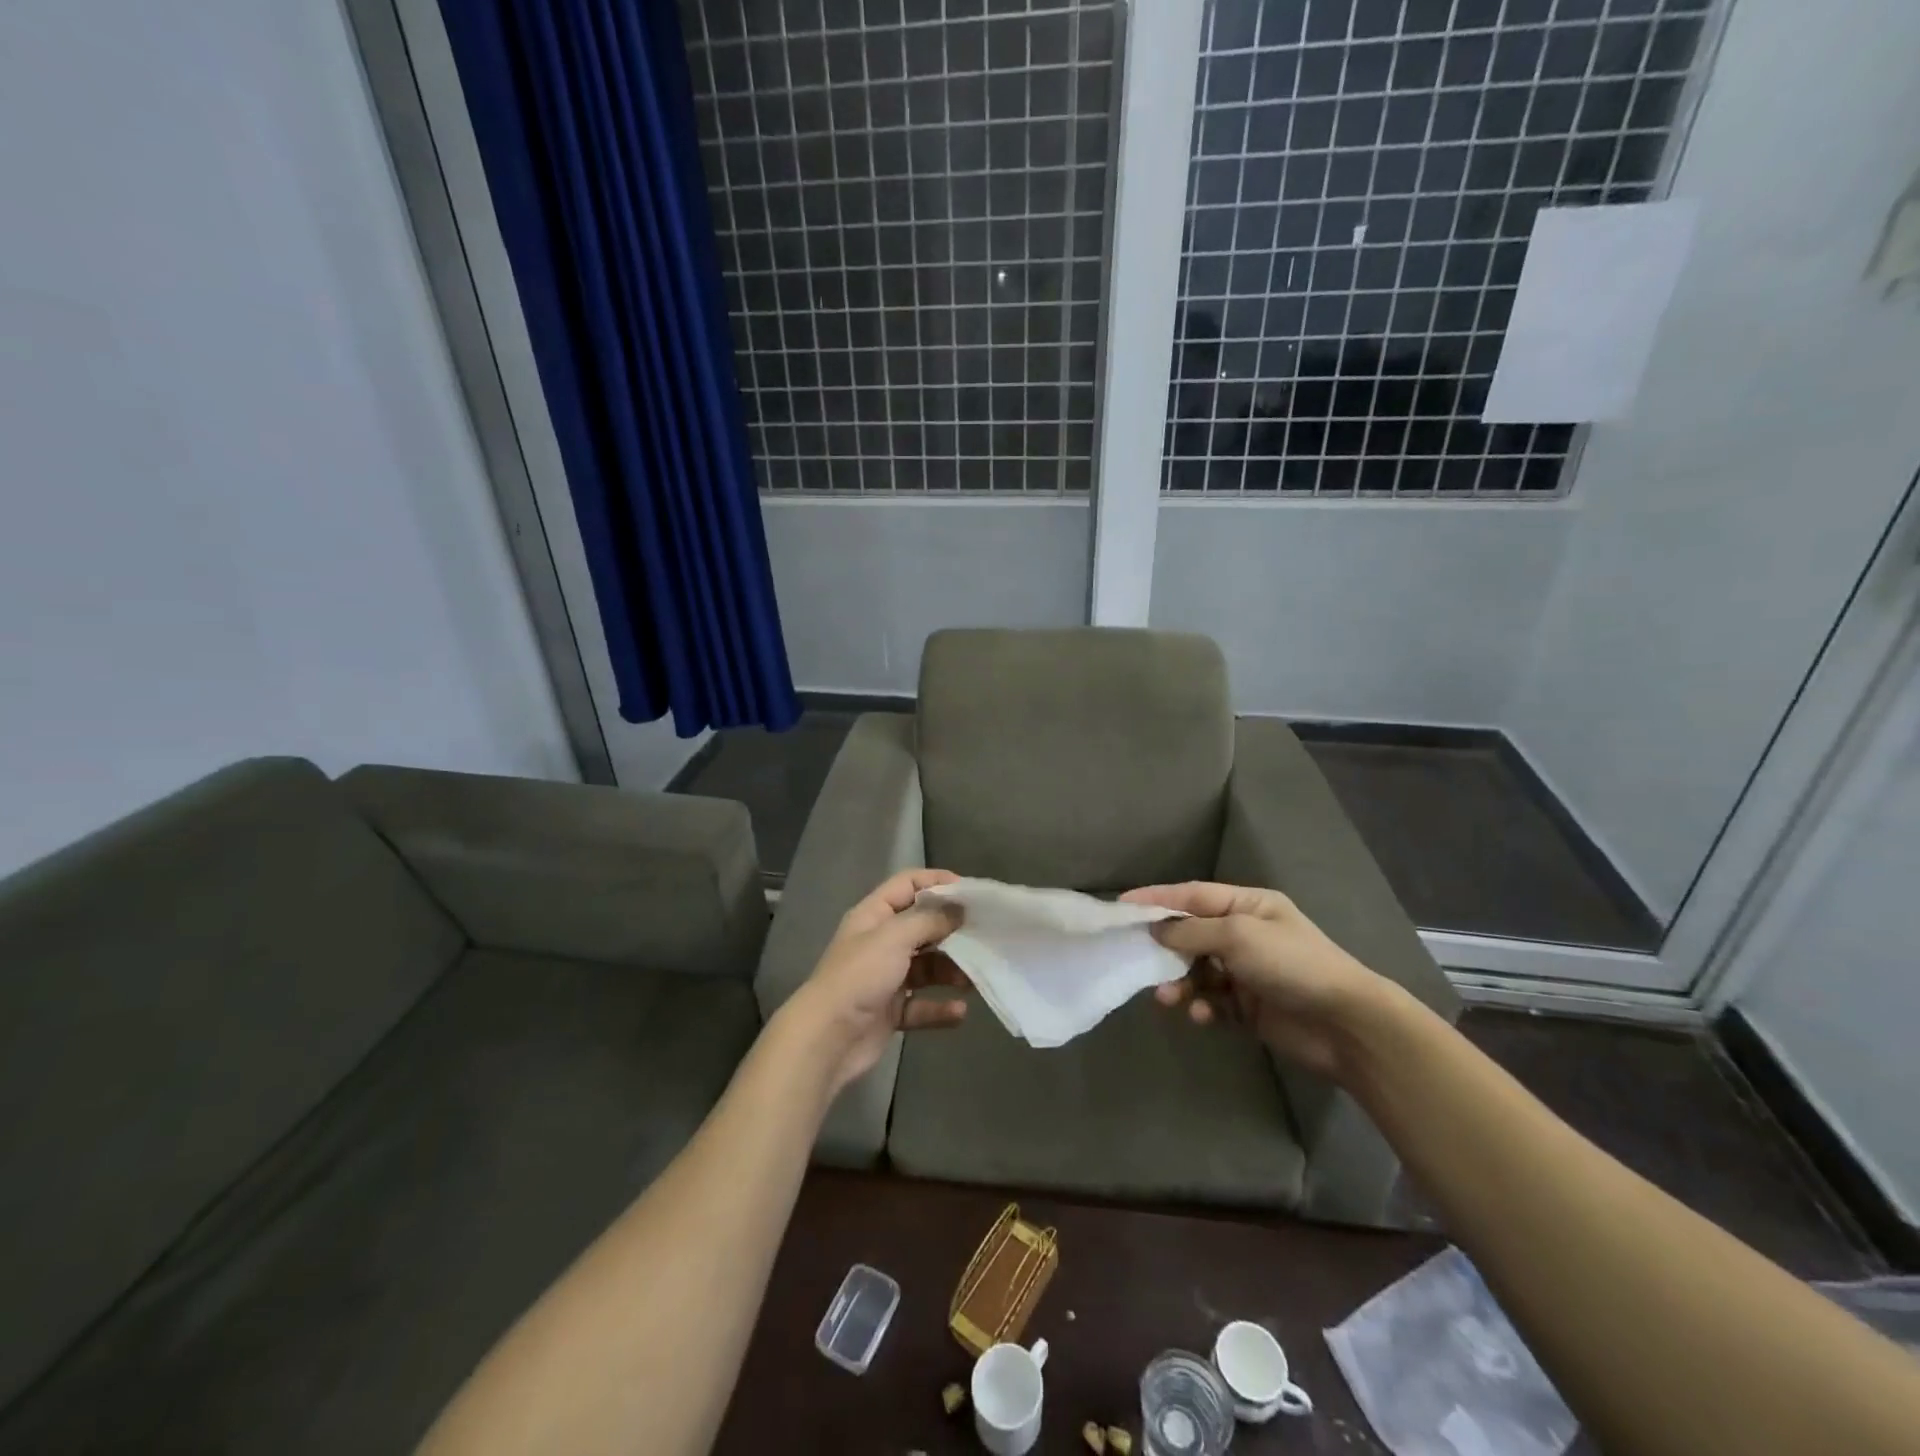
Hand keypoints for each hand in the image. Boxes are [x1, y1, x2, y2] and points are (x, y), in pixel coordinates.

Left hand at [786, 869, 968, 1092]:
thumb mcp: (895, 937)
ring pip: (926, 967)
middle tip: (982, 935)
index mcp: (873, 916)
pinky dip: (940, 1008)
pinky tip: (959, 1012)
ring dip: (950, 971)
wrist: (827, 1038)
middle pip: (921, 927)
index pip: (907, 885)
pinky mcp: (890, 1011)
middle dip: (951, 931)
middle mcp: (879, 942)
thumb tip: (958, 909)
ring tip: (972, 979)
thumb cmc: (860, 976)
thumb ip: (929, 920)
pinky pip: (922, 1005)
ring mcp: (885, 978)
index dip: (937, 882)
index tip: (970, 892)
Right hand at [1120, 881, 1385, 1078]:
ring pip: (1197, 971)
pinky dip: (1202, 1006)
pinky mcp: (1248, 1007)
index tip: (1120, 905)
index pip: (1192, 896)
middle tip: (1136, 957)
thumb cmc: (1291, 964)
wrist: (1345, 1024)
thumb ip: (1191, 932)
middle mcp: (1245, 934)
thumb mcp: (1237, 936)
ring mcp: (1247, 972)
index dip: (1156, 899)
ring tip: (1167, 997)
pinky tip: (1201, 1015)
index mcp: (1247, 906)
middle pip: (1190, 935)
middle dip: (1165, 947)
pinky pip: (1213, 1002)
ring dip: (1179, 982)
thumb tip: (1155, 930)